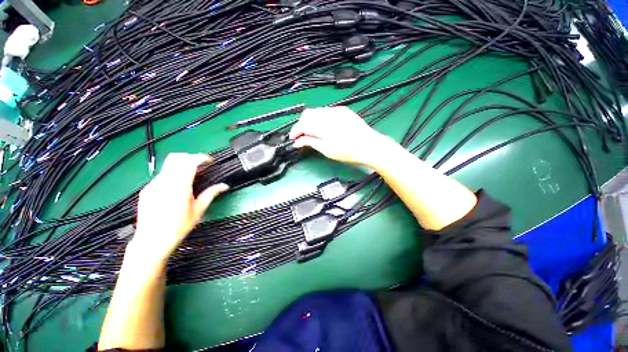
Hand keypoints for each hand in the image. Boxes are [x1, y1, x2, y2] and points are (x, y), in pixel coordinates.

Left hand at [130, 153, 228, 262]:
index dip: (202, 158)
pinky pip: (162, 175)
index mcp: (180, 186)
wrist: (151, 241)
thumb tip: (225, 186)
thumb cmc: (179, 227)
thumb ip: (211, 194)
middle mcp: (164, 181)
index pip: (190, 162)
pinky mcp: (146, 189)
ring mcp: (153, 184)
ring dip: (181, 165)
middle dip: (191, 157)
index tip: (210, 161)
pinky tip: (177, 187)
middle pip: (176, 157)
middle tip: (201, 166)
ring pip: (168, 165)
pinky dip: (172, 174)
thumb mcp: (199, 210)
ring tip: (191, 176)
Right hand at [289, 106, 390, 166]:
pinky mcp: (343, 110)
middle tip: (302, 136)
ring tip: (312, 132)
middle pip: (307, 114)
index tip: (293, 139)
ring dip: (310, 120)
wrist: (370, 146)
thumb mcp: (327, 150)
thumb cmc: (348, 152)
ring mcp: (336, 110)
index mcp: (322, 126)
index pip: (302, 124)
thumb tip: (298, 141)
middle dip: (301, 125)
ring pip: (316, 111)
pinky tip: (324, 127)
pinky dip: (320, 118)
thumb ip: (310, 142)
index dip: (295, 131)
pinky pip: (326, 111)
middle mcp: (327, 114)